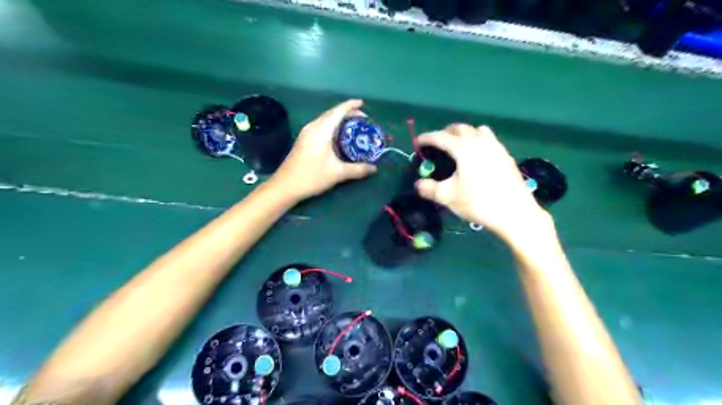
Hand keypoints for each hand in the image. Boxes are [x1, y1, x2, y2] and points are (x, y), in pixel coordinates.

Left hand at [270, 99, 378, 200]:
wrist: (285, 186)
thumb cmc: (311, 176)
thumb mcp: (337, 173)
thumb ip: (358, 169)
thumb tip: (375, 168)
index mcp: (321, 130)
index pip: (338, 112)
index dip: (351, 106)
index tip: (363, 104)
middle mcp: (313, 127)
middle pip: (332, 113)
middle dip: (348, 113)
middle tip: (363, 119)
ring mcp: (306, 133)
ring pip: (326, 120)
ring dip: (340, 120)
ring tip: (354, 126)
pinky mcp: (304, 140)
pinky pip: (321, 126)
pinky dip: (333, 127)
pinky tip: (339, 136)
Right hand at [416, 124, 549, 243]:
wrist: (515, 213)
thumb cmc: (478, 202)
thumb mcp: (448, 197)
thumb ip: (429, 189)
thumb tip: (419, 184)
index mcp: (464, 148)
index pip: (441, 137)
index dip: (427, 138)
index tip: (418, 142)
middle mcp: (480, 141)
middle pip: (460, 128)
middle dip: (445, 133)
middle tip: (436, 144)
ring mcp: (496, 147)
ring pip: (477, 130)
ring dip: (464, 134)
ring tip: (458, 147)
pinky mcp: (506, 155)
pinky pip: (489, 140)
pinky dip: (478, 141)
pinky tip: (477, 158)